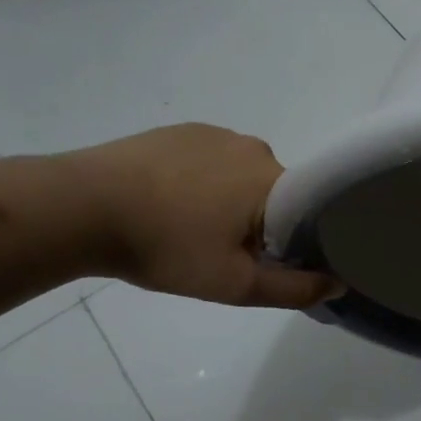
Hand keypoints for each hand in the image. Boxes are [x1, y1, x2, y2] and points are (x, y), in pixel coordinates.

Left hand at [58, 125, 338, 308]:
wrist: (82, 207)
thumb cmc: (167, 247)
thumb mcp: (235, 284)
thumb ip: (294, 289)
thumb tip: (338, 283)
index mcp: (273, 179)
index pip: (308, 211)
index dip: (296, 241)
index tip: (270, 263)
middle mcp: (253, 147)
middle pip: (277, 193)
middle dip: (261, 223)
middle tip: (225, 254)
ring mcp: (214, 133)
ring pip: (243, 177)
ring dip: (231, 202)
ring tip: (192, 229)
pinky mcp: (181, 131)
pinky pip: (211, 161)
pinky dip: (203, 183)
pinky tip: (172, 204)